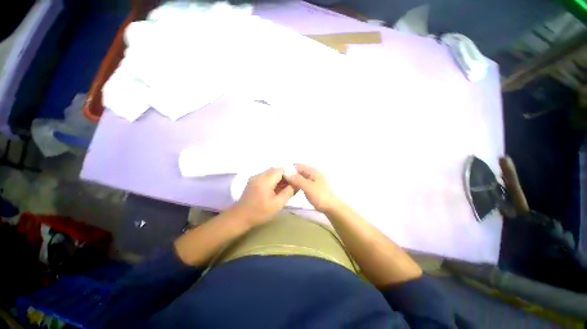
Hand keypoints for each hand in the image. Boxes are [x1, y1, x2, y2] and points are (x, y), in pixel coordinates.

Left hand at [233, 168, 294, 226]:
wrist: (240, 217)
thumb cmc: (259, 212)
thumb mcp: (277, 204)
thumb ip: (288, 192)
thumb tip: (296, 183)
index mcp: (265, 180)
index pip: (281, 170)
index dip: (290, 173)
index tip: (297, 180)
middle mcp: (259, 175)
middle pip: (276, 170)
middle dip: (286, 175)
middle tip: (292, 184)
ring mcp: (255, 177)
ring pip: (272, 172)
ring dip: (280, 178)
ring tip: (286, 187)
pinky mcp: (254, 180)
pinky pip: (267, 176)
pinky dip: (274, 180)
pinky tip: (277, 188)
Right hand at [284, 164, 340, 212]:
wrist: (331, 207)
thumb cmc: (320, 196)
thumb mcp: (308, 187)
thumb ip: (297, 179)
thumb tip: (285, 172)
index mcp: (312, 170)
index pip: (297, 165)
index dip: (288, 168)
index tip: (279, 174)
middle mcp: (312, 172)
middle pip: (298, 170)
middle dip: (290, 174)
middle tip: (280, 180)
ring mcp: (312, 179)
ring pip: (299, 176)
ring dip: (292, 179)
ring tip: (284, 184)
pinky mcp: (312, 185)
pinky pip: (301, 181)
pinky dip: (296, 183)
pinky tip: (291, 187)